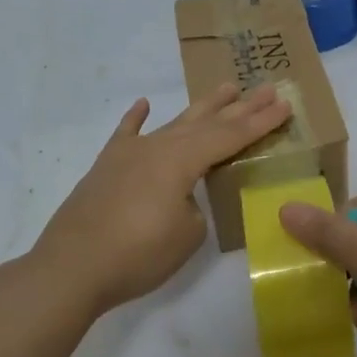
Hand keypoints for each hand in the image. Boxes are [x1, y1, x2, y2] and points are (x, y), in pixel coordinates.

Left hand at [32, 84, 290, 315]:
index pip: (231, 136)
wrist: (71, 268)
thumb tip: (182, 198)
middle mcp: (158, 146)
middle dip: (240, 107)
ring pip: (174, 123)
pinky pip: (126, 134)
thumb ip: (194, 207)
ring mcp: (130, 154)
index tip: (285, 104)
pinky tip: (144, 103)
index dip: (260, 122)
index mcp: (182, 160)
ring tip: (226, 88)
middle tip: (267, 89)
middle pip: (207, 122)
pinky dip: (136, 118)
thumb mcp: (187, 235)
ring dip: (202, 107)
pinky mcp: (107, 167)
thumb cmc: (137, 254)